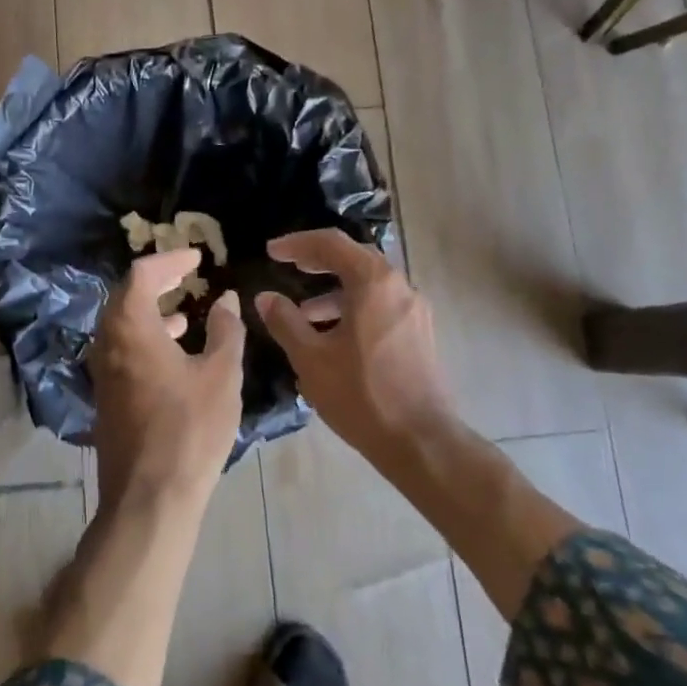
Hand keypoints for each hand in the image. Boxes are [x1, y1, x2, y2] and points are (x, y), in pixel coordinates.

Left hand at [88, 249, 246, 508]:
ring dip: (152, 311)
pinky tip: (176, 353)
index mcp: (130, 327)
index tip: (197, 257)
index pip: (142, 274)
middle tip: (188, 275)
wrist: (150, 497)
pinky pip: (123, 350)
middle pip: (126, 296)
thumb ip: (226, 330)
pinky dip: (147, 338)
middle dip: (158, 281)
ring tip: (186, 311)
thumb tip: (226, 300)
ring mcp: (102, 371)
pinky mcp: (107, 396)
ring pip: (123, 325)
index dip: (170, 259)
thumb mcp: (221, 375)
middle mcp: (107, 342)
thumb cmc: (190, 429)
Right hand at [254, 229, 456, 456]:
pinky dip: (353, 307)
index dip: (297, 243)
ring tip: (303, 312)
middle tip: (288, 266)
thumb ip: (285, 321)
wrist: (420, 441)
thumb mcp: (311, 358)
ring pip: (369, 285)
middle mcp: (400, 287)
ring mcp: (415, 310)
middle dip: (318, 260)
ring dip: (334, 290)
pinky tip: (332, 336)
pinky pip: (381, 305)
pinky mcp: (420, 333)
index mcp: (374, 283)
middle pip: (354, 258)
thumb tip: (265, 297)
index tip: (271, 252)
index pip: (331, 244)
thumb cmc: (361, 395)